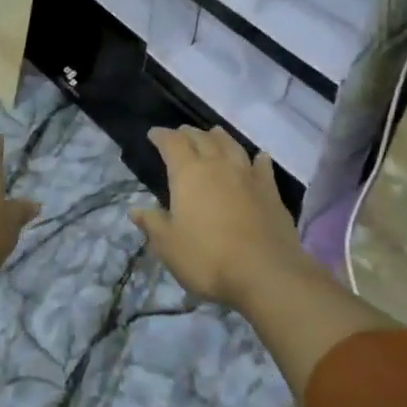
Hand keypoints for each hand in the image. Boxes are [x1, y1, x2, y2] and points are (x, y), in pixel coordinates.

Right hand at [131, 126, 319, 309]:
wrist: (266, 273)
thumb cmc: (208, 258)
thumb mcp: (168, 246)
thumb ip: (152, 224)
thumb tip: (135, 209)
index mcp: (188, 174)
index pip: (172, 143)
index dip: (161, 136)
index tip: (153, 134)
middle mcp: (218, 166)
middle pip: (202, 139)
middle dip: (188, 134)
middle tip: (180, 134)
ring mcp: (248, 176)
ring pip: (232, 146)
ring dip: (220, 137)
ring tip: (213, 134)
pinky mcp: (271, 192)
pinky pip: (262, 167)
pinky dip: (257, 159)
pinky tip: (259, 157)